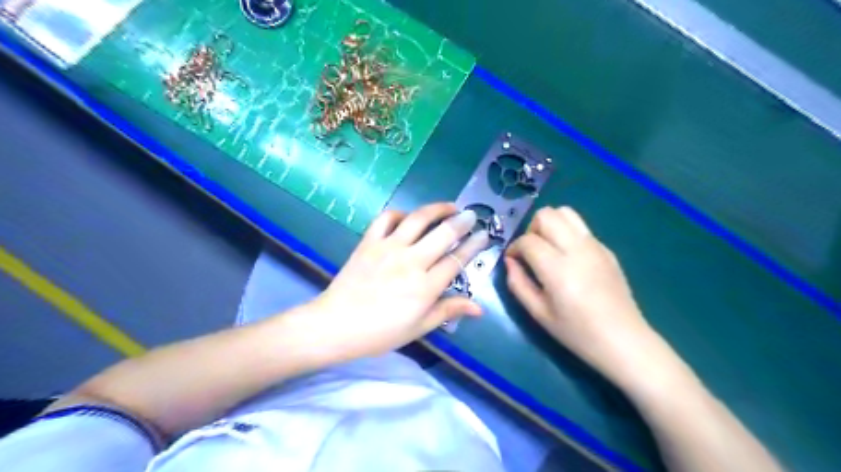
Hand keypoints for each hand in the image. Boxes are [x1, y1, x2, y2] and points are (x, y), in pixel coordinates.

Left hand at [308, 202, 489, 360]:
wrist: (336, 325)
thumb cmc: (381, 333)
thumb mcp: (419, 327)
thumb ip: (448, 311)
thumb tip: (478, 308)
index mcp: (425, 287)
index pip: (456, 260)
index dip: (474, 245)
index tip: (484, 235)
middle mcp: (411, 262)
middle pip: (443, 234)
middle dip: (462, 222)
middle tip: (472, 215)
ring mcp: (388, 248)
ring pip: (418, 219)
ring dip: (437, 209)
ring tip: (449, 206)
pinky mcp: (369, 242)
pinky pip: (386, 219)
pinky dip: (400, 214)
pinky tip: (408, 218)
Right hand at [501, 206, 659, 387]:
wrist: (623, 340)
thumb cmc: (577, 332)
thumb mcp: (539, 313)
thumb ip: (518, 284)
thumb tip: (510, 261)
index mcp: (558, 268)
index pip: (528, 240)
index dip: (514, 247)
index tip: (513, 261)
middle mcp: (577, 249)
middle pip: (546, 215)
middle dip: (531, 229)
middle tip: (531, 252)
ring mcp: (595, 246)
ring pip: (566, 212)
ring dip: (550, 225)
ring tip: (548, 248)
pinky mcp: (606, 249)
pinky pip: (581, 227)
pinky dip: (567, 233)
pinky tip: (568, 258)